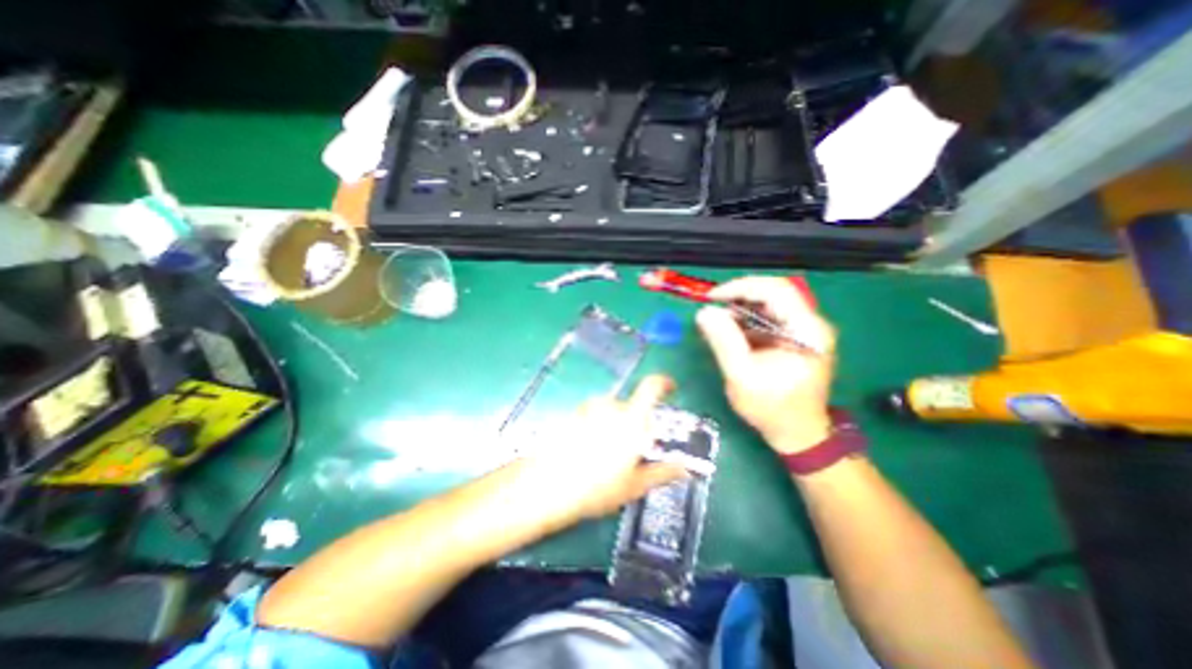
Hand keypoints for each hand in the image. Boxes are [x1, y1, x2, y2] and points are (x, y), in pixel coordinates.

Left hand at [522, 375, 689, 522]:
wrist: (545, 487)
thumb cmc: (596, 487)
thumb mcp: (633, 485)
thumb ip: (661, 472)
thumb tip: (683, 468)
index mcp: (630, 419)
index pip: (651, 388)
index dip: (663, 383)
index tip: (670, 388)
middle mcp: (609, 406)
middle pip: (630, 407)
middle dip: (634, 425)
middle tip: (630, 452)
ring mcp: (587, 409)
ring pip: (610, 413)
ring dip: (613, 427)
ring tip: (604, 457)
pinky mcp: (571, 415)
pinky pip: (591, 416)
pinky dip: (594, 428)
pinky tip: (586, 453)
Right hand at [696, 276, 830, 455]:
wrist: (797, 434)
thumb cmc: (772, 409)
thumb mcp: (742, 376)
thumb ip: (724, 342)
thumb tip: (704, 312)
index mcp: (807, 331)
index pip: (776, 290)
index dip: (741, 288)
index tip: (711, 297)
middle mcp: (810, 324)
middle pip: (773, 293)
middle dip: (739, 296)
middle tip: (711, 306)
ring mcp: (803, 330)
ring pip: (768, 304)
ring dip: (740, 308)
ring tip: (717, 320)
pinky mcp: (793, 338)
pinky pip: (766, 318)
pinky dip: (745, 320)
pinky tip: (729, 331)